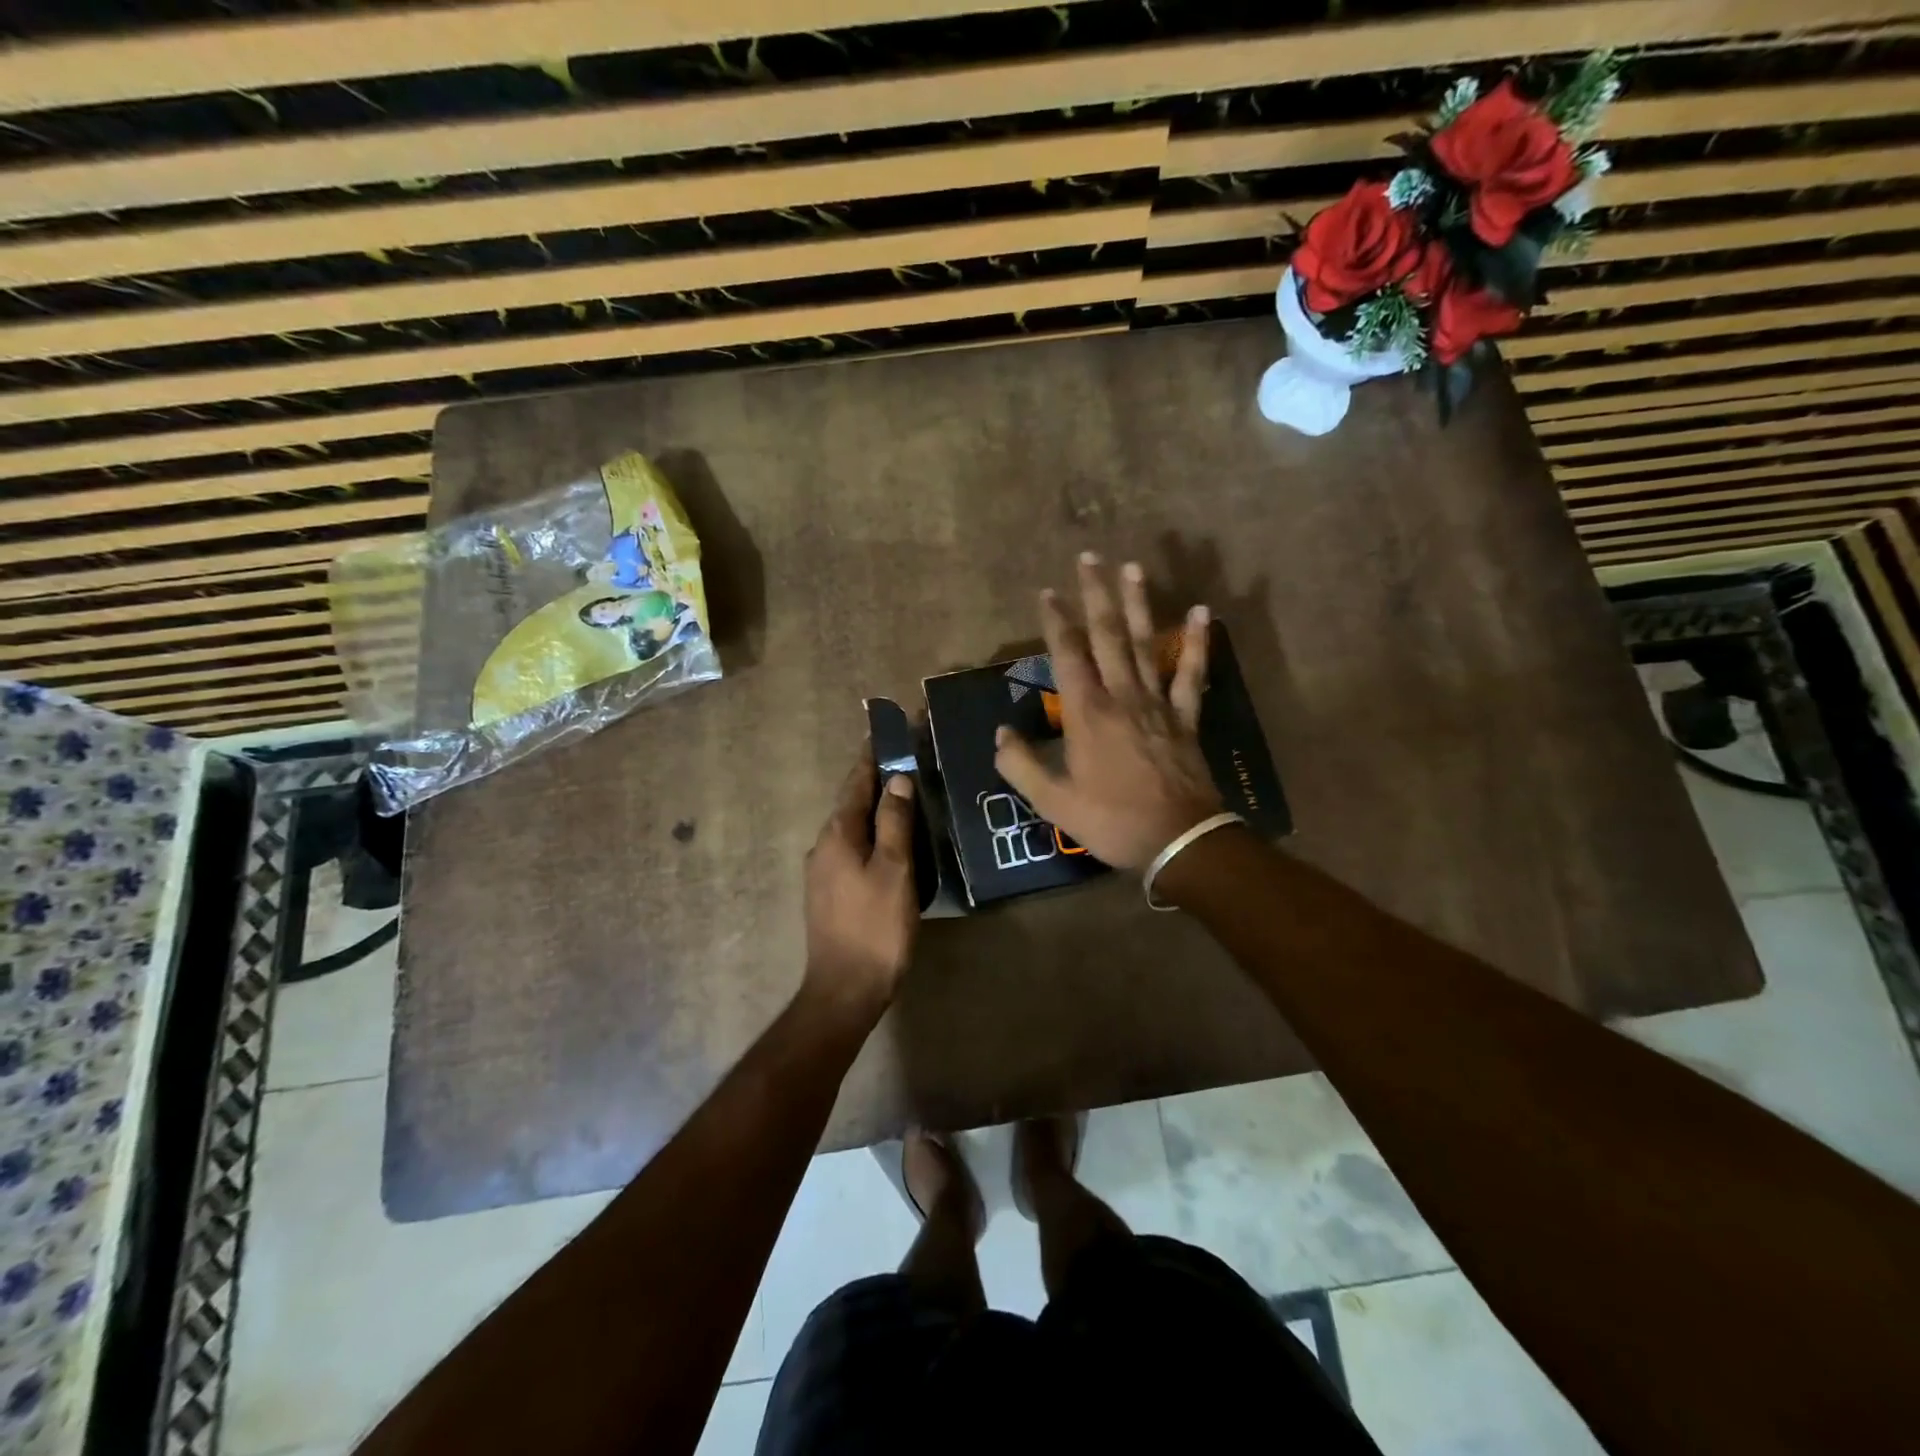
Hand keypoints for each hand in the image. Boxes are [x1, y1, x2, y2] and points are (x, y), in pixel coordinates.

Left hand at [803, 748, 918, 1011]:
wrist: (845, 989)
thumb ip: (895, 822)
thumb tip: (897, 780)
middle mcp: (823, 846)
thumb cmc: (875, 926)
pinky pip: (851, 849)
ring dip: (873, 809)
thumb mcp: (894, 870)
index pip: (855, 782)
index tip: (885, 731)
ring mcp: (822, 871)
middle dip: (874, 780)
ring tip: (903, 798)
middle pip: (850, 803)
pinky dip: (870, 835)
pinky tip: (890, 843)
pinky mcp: (828, 893)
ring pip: (851, 828)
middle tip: (905, 762)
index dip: (872, 756)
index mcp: (838, 834)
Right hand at [995, 555, 1222, 871]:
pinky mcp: (1185, 717)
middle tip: (1090, 557)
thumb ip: (1021, 765)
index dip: (1056, 621)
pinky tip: (1200, 612)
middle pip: (1108, 636)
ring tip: (1132, 568)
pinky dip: (1196, 643)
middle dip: (1096, 595)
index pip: (1067, 655)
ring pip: (1146, 644)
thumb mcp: (1053, 802)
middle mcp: (1122, 696)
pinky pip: (1191, 674)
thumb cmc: (1111, 820)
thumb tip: (1001, 735)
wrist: (1178, 840)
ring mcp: (1158, 703)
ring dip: (1138, 604)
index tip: (1047, 592)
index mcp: (1087, 713)